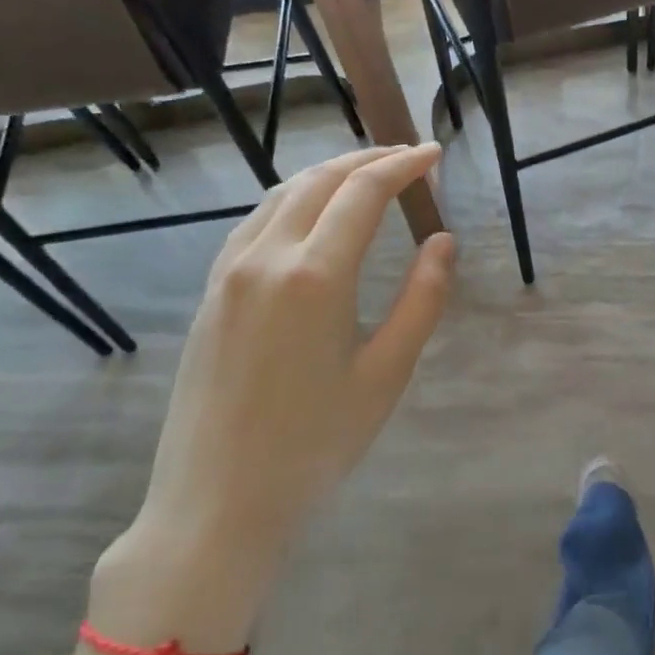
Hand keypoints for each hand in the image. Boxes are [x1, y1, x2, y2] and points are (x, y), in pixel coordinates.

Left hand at [92, 145, 453, 647]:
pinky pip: (256, 222)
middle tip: (408, 158)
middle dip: (368, 159)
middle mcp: (266, 257)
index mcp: (315, 275)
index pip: (364, 192)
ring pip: (282, 196)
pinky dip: (294, 200)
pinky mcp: (212, 293)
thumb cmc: (316, 442)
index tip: (434, 153)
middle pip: (320, 181)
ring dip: (329, 175)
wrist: (217, 501)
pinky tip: (312, 217)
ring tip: (367, 176)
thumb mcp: (387, 372)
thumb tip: (442, 241)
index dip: (403, 165)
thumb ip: (422, 298)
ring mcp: (229, 273)